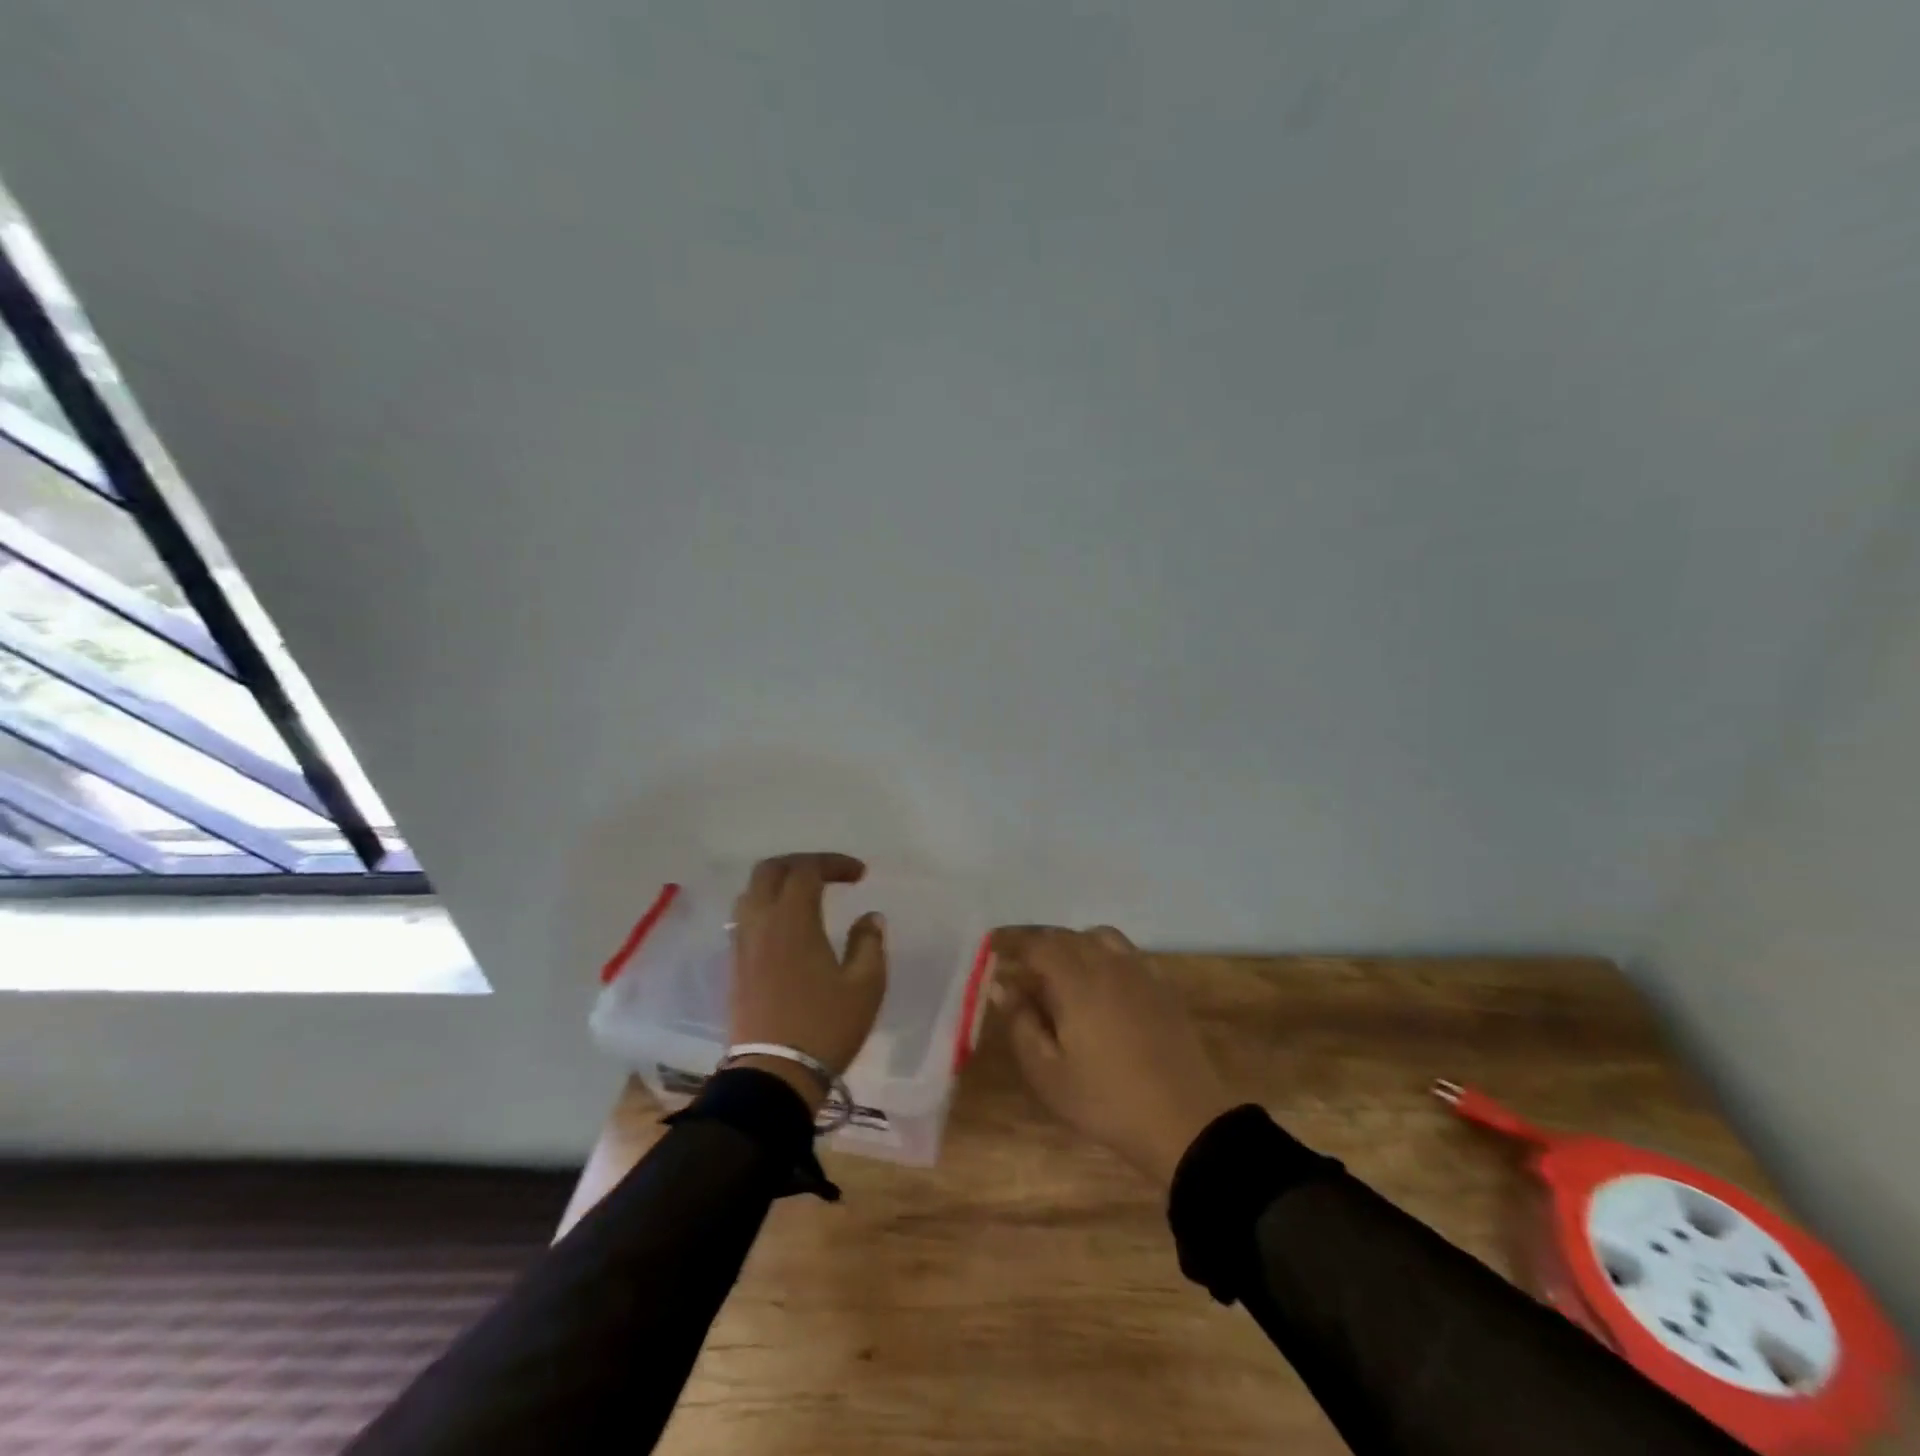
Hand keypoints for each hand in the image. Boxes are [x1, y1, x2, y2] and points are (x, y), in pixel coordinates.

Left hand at [729, 853, 887, 1111]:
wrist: (773, 1075)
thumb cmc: (825, 1026)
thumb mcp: (865, 985)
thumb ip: (869, 943)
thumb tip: (869, 917)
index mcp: (792, 919)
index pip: (807, 869)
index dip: (834, 863)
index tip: (860, 875)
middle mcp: (760, 922)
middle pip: (769, 870)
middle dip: (800, 863)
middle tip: (828, 875)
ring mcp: (742, 945)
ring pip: (751, 893)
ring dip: (778, 884)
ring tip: (806, 898)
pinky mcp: (734, 967)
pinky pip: (745, 919)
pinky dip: (766, 908)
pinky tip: (786, 929)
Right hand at [990, 926, 1232, 1188]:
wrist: (1184, 1122)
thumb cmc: (1106, 1101)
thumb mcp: (1048, 1074)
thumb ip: (1021, 1024)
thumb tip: (1002, 987)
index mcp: (1077, 981)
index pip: (1037, 945)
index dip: (1012, 942)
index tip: (992, 947)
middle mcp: (1108, 964)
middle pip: (1067, 936)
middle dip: (1038, 943)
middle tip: (1018, 963)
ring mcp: (1140, 972)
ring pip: (1099, 937)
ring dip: (1072, 944)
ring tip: (1058, 968)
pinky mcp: (1162, 987)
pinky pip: (1126, 953)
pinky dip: (1102, 953)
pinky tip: (1100, 981)